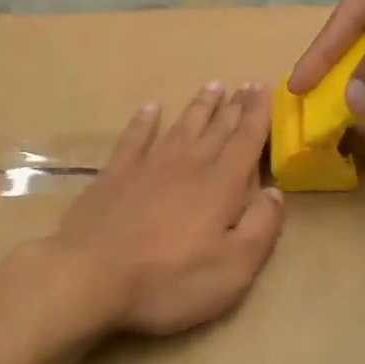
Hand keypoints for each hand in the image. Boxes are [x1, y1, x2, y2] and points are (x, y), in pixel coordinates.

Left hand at [46, 83, 285, 337]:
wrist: (90, 276)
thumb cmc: (169, 280)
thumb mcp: (233, 269)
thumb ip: (260, 228)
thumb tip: (274, 193)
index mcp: (220, 186)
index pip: (246, 142)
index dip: (258, 114)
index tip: (264, 87)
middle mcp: (187, 165)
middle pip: (216, 129)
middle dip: (235, 106)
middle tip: (246, 83)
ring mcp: (148, 166)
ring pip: (181, 127)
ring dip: (199, 106)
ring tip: (213, 86)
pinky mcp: (115, 174)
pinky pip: (135, 138)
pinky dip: (144, 121)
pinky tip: (151, 108)